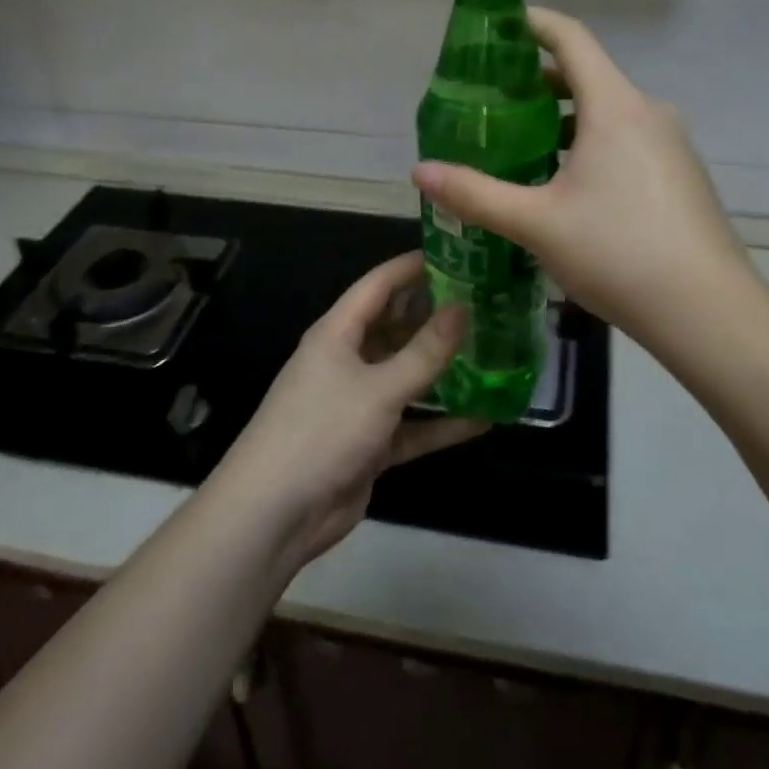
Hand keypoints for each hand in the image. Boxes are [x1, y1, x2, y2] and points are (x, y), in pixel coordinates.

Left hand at [213, 252, 486, 571]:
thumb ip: (424, 352)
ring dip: (445, 370)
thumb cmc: (321, 431)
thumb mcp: (378, 388)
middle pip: (397, 327)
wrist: (274, 514)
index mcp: (338, 333)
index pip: (379, 285)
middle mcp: (348, 360)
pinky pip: (413, 425)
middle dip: (437, 317)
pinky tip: (485, 419)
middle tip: (489, 304)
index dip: (414, 266)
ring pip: (409, 376)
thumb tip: (463, 307)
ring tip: (494, 354)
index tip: (459, 254)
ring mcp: (359, 403)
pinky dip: (443, 423)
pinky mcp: (371, 443)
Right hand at [412, 7, 751, 348]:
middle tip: (492, 102)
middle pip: (588, 76)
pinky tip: (568, 187)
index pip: (572, 39)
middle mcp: (648, 113)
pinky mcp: (681, 176)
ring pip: (608, 114)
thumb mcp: (536, 223)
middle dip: (538, 82)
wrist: (707, 311)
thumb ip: (475, 194)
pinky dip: (592, 145)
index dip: (534, 24)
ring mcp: (671, 145)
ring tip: (521, 146)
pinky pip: (628, 141)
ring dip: (564, 119)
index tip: (498, 28)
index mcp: (615, 107)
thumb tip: (419, 172)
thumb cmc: (617, 251)